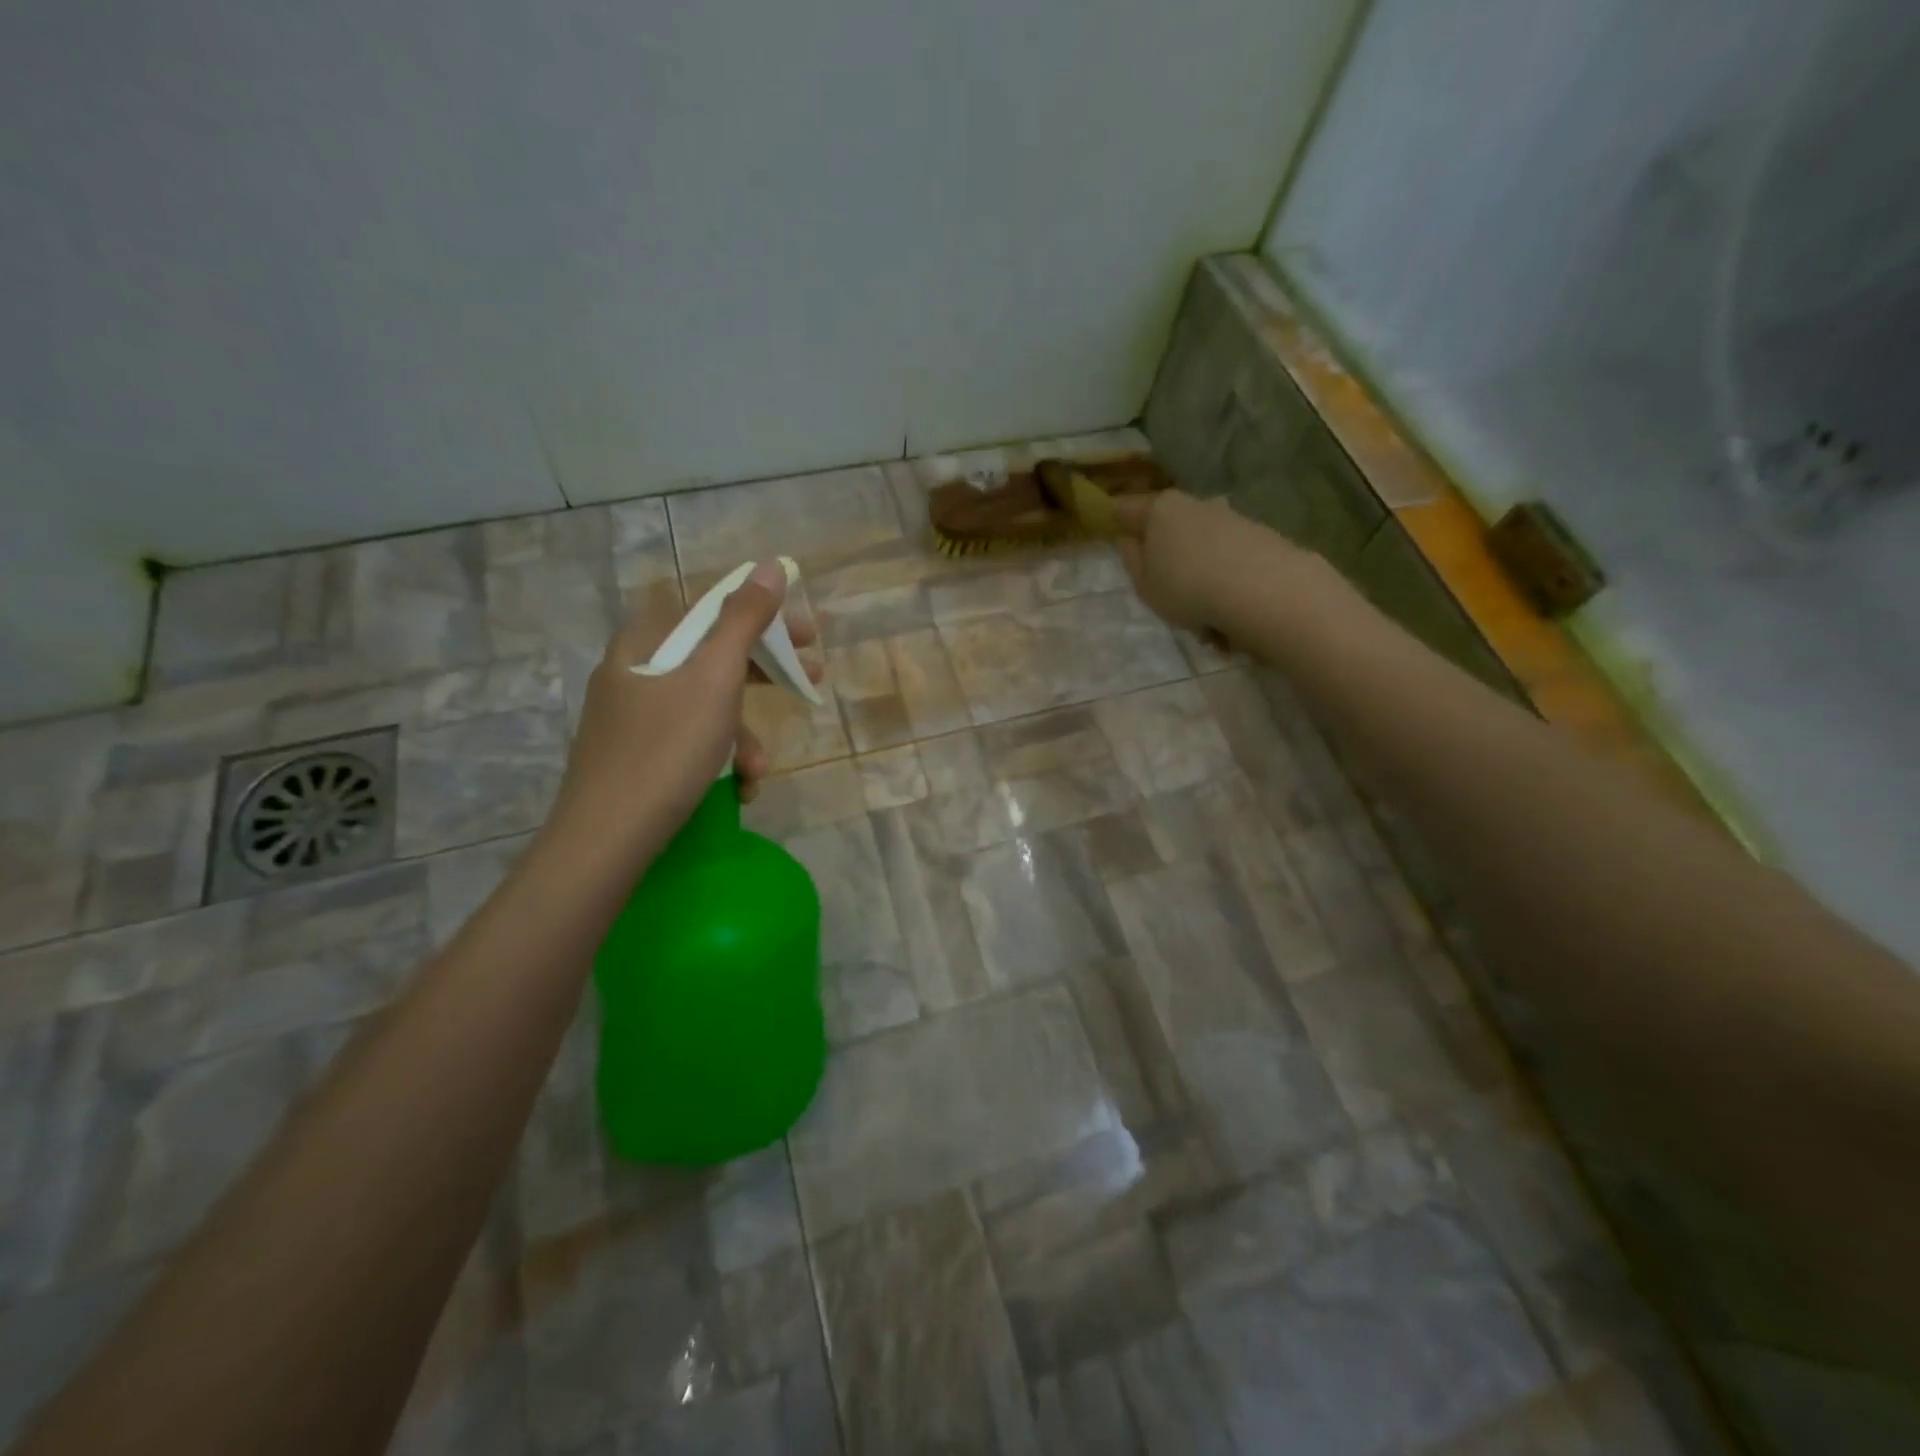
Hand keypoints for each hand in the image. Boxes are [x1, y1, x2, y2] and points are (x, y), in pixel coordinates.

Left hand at [549, 560, 820, 857]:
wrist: (606, 840)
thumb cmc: (666, 750)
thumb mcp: (714, 678)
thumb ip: (745, 620)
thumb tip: (771, 566)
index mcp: (645, 641)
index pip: (715, 611)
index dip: (767, 619)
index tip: (808, 637)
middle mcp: (634, 670)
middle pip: (715, 658)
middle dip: (766, 680)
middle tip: (810, 684)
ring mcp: (631, 716)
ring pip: (707, 708)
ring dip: (744, 738)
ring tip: (756, 774)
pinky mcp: (635, 755)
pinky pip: (690, 741)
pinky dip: (719, 759)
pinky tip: (736, 790)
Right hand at [1112, 489, 1294, 633]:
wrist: (1265, 591)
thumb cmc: (1188, 588)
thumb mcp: (1145, 585)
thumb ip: (1133, 561)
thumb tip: (1132, 540)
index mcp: (1161, 510)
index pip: (1127, 509)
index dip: (1117, 523)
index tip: (1117, 542)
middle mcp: (1197, 504)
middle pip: (1170, 528)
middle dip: (1167, 557)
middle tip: (1166, 594)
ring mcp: (1232, 519)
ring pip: (1203, 549)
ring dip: (1200, 578)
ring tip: (1206, 622)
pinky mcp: (1262, 538)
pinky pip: (1230, 564)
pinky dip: (1226, 587)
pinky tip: (1230, 620)